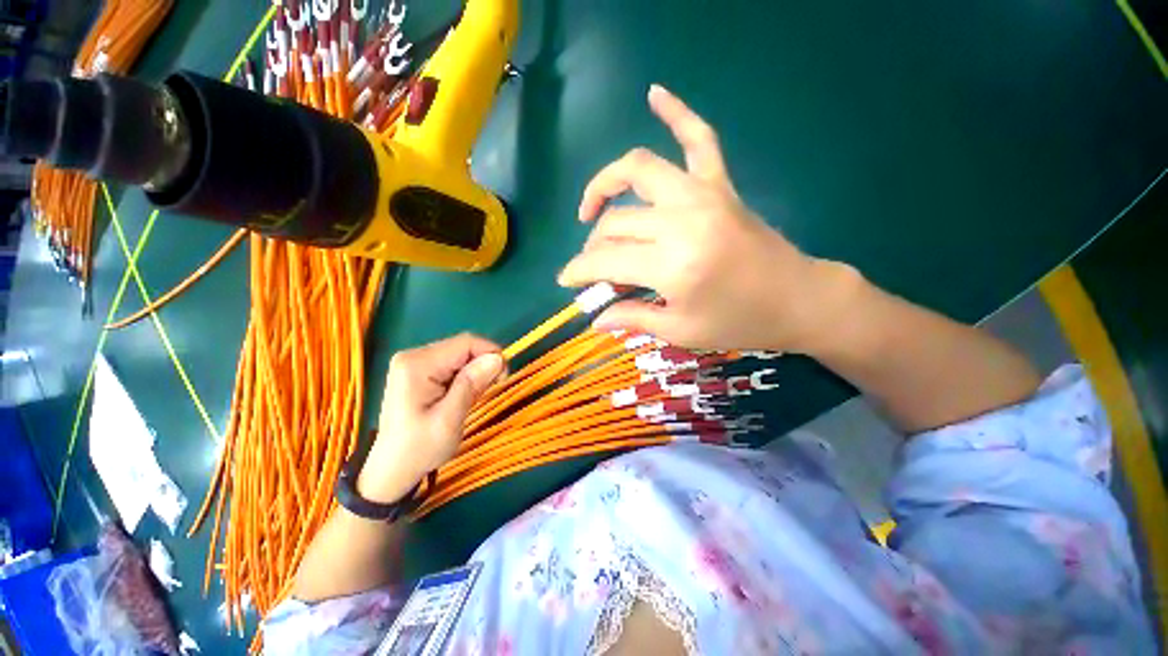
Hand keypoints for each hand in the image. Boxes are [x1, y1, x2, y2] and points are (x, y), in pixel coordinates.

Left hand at [358, 334, 504, 503]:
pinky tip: (463, 395)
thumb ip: (472, 385)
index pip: (466, 343)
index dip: (491, 354)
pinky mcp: (419, 371)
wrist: (391, 469)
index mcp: (417, 364)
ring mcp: (415, 362)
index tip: (503, 377)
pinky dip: (465, 377)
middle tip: (489, 391)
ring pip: (461, 355)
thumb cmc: (419, 448)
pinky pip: (453, 364)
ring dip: (475, 373)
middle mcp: (414, 356)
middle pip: (463, 347)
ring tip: (473, 398)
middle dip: (483, 365)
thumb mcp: (449, 419)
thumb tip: (497, 358)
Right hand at [558, 85, 856, 351]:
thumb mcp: (680, 331)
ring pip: (638, 170)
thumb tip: (596, 319)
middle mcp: (681, 220)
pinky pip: (698, 138)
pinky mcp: (721, 185)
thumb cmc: (738, 322)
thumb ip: (632, 318)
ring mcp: (702, 194)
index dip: (578, 270)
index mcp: (672, 264)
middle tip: (592, 266)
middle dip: (593, 245)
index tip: (565, 280)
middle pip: (617, 221)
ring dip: (606, 184)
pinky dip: (676, 112)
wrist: (796, 299)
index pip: (605, 259)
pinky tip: (655, 93)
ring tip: (592, 207)